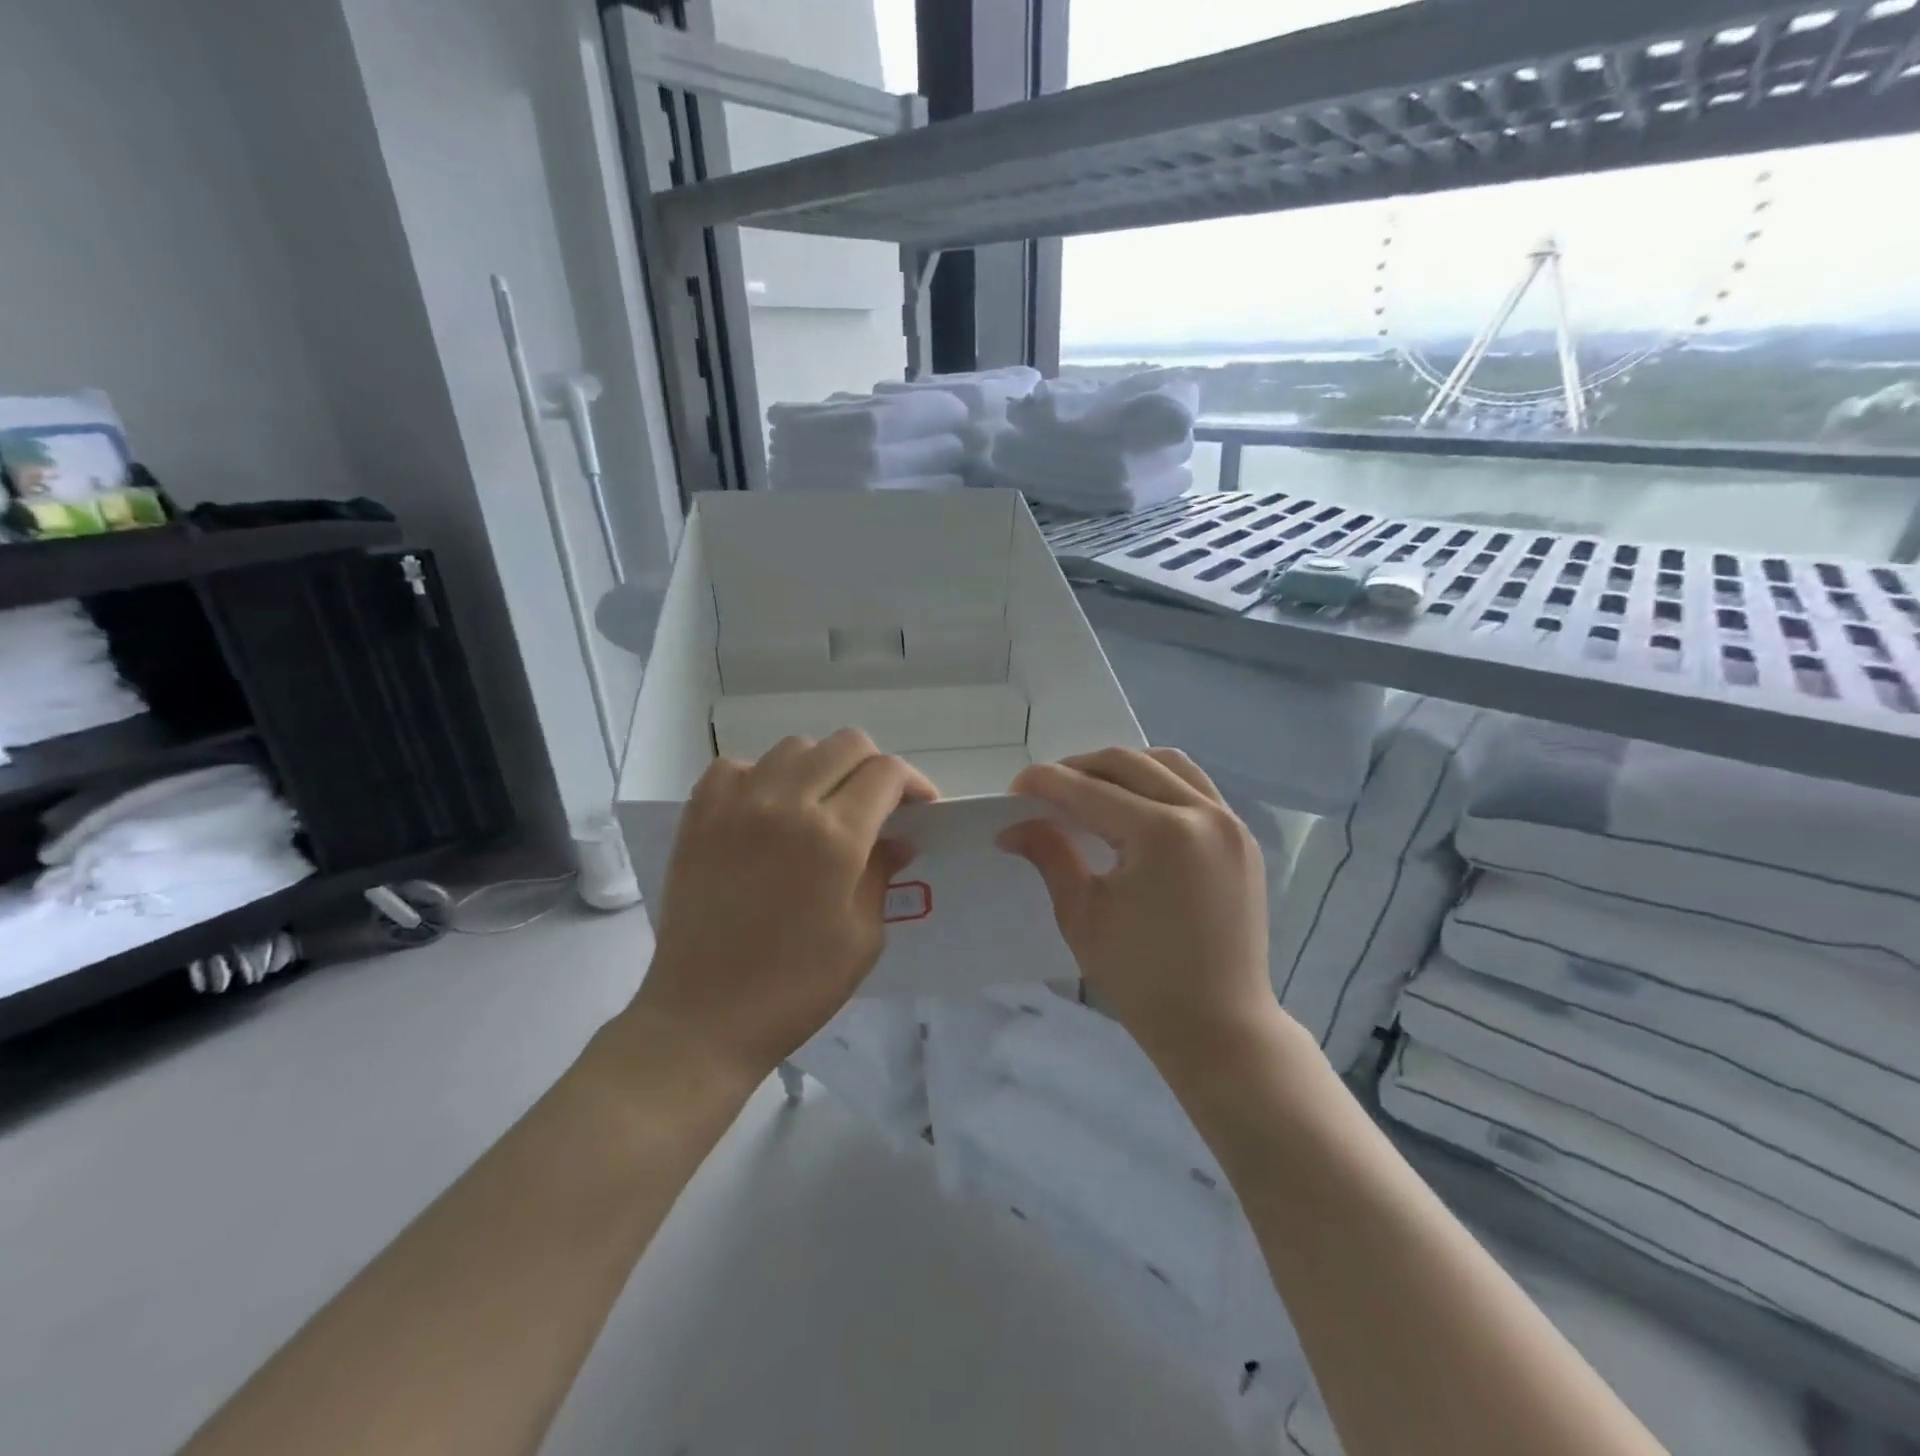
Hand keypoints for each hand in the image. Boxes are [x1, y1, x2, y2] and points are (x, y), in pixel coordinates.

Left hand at [631, 729, 936, 1083]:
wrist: (703, 1017)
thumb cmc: (796, 988)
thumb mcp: (862, 937)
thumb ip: (882, 873)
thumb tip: (896, 839)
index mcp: (835, 837)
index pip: (886, 773)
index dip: (913, 782)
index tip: (919, 808)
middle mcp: (786, 803)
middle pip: (846, 744)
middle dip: (874, 767)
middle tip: (878, 805)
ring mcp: (737, 803)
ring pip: (795, 747)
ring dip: (822, 767)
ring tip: (822, 805)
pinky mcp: (699, 814)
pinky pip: (738, 767)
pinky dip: (763, 776)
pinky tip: (767, 810)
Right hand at [998, 747, 1275, 1077]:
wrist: (1220, 1026)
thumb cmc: (1142, 979)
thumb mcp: (1082, 915)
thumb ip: (1049, 855)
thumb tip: (1012, 826)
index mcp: (1161, 835)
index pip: (1088, 789)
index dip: (1044, 783)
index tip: (1013, 791)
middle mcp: (1202, 813)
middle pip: (1127, 762)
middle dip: (1077, 768)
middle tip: (1045, 792)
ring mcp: (1229, 822)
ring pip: (1166, 763)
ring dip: (1121, 768)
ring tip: (1089, 791)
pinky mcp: (1241, 837)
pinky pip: (1194, 786)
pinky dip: (1158, 782)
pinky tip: (1134, 807)